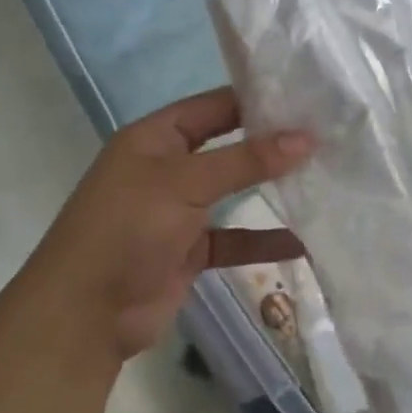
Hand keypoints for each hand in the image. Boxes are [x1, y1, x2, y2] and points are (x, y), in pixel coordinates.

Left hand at [22, 87, 312, 358]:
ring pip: (232, 193)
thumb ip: (244, 161)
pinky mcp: (188, 251)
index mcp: (155, 138)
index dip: (256, 100)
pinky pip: (232, 239)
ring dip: (270, 192)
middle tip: (326, 137)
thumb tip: (304, 139)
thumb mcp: (185, 184)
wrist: (85, 313)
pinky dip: (262, 241)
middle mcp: (167, 168)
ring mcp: (177, 211)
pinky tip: (304, 244)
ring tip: (323, 182)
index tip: (308, 99)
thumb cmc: (128, 229)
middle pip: (227, 147)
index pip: (213, 106)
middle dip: (270, 145)